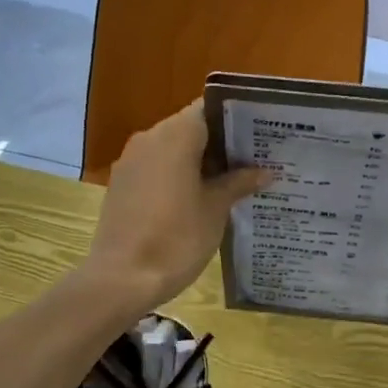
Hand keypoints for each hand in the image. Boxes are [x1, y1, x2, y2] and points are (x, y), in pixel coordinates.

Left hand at [85, 101, 266, 310]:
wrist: (122, 279)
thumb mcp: (215, 209)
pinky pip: (157, 167)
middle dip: (222, 142)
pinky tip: (201, 197)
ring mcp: (132, 161)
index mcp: (176, 135)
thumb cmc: (176, 238)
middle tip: (255, 159)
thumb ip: (239, 183)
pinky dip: (179, 175)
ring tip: (234, 180)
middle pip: (192, 127)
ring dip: (201, 161)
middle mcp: (150, 138)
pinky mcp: (123, 184)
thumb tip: (265, 171)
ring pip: (173, 149)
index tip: (260, 133)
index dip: (235, 118)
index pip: (209, 108)